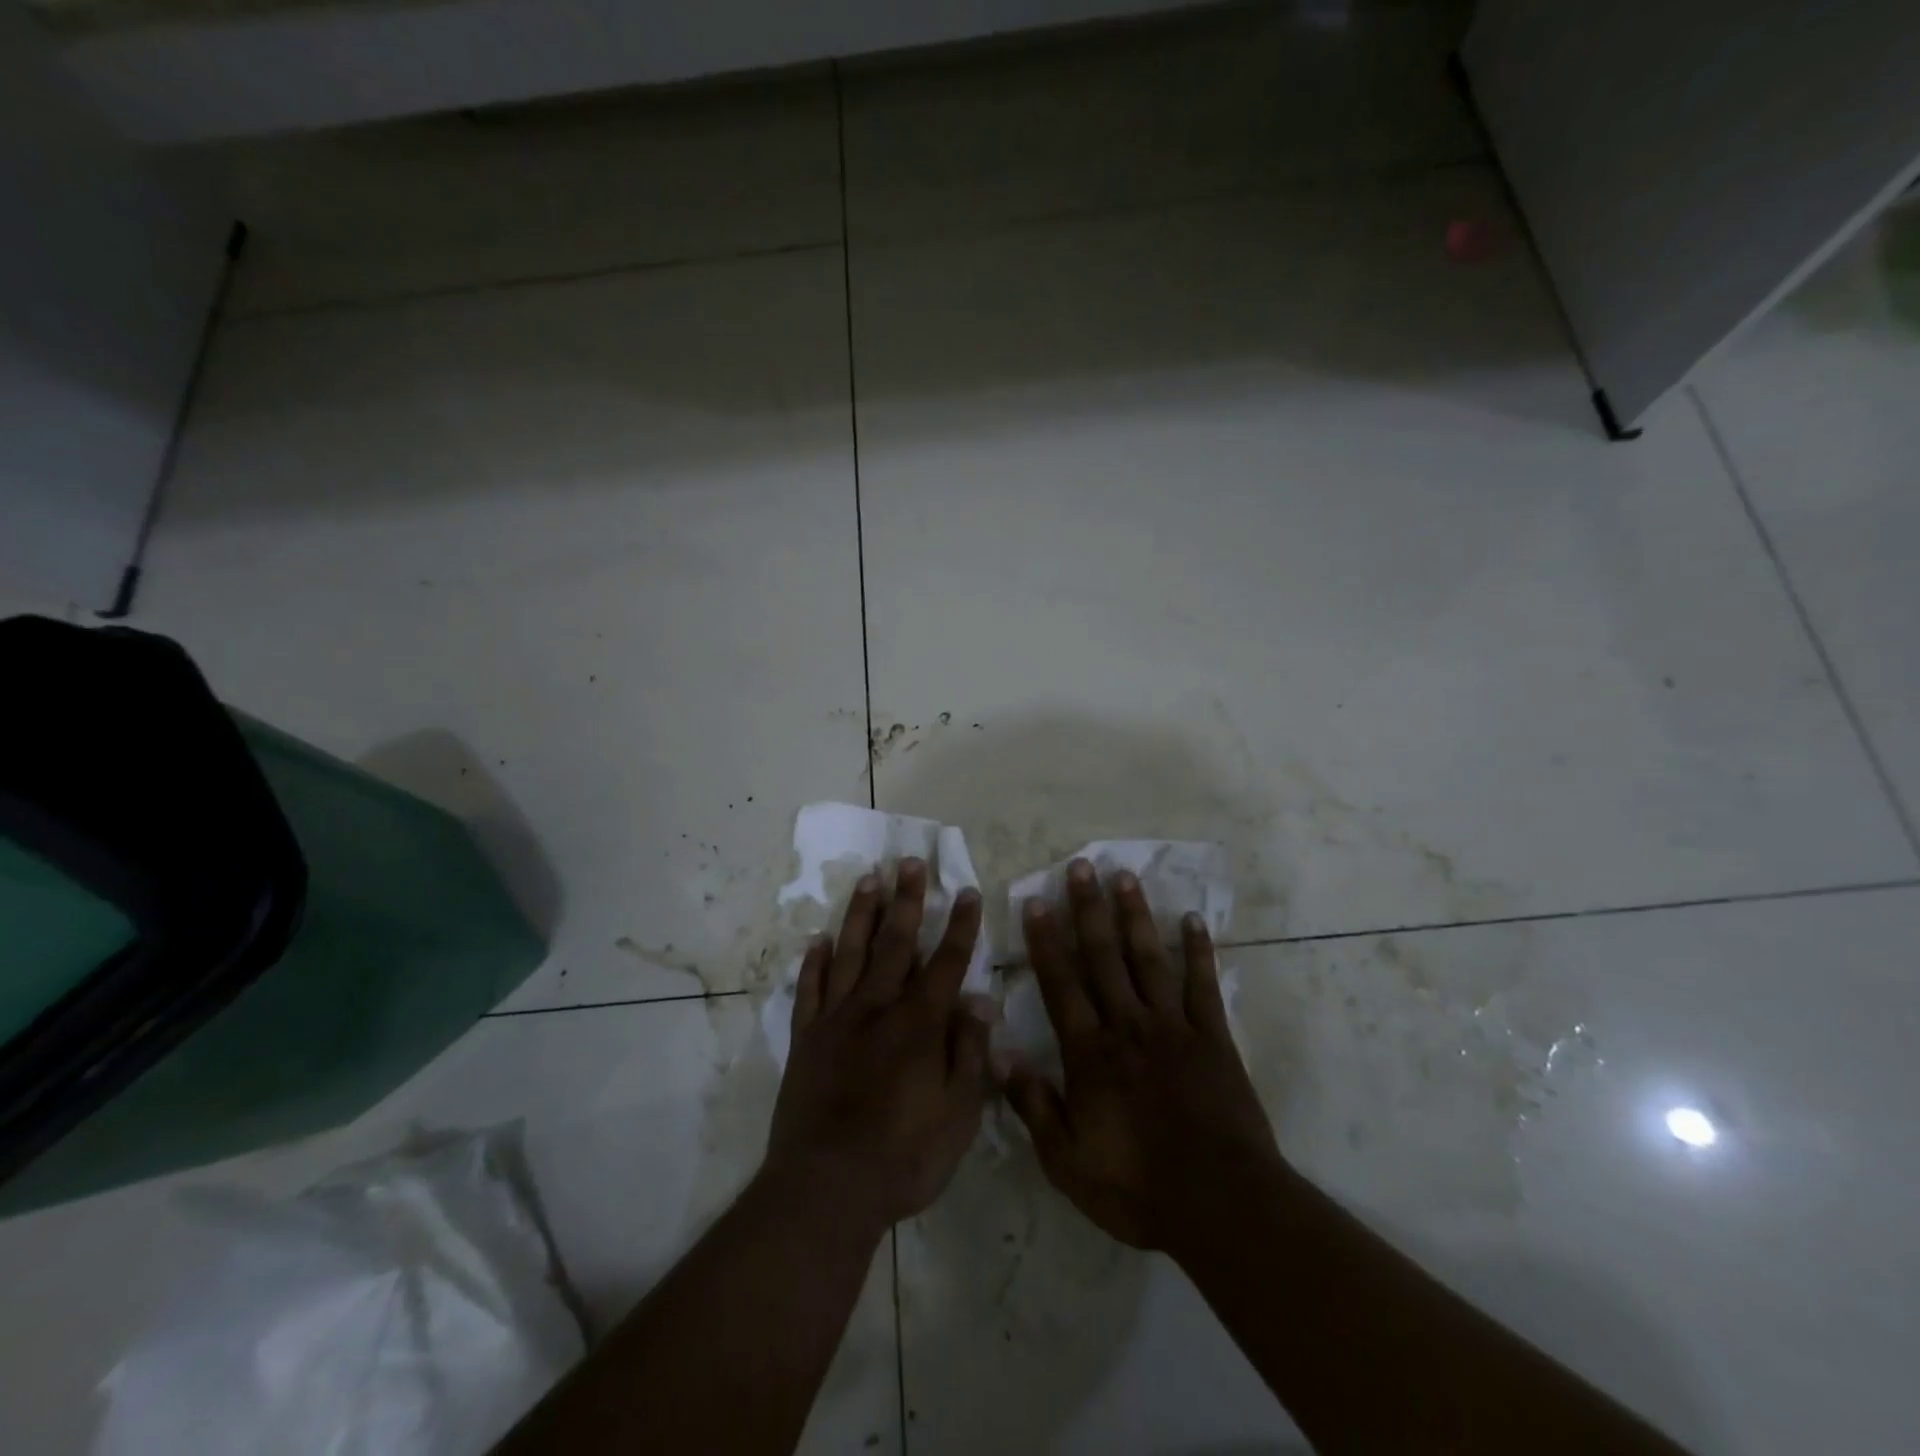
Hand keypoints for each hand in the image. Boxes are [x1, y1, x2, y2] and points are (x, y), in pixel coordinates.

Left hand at [762, 859, 990, 1238]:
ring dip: (861, 914)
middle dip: (907, 900)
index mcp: (919, 1024)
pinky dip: (814, 963)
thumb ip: (969, 1052)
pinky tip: (819, 940)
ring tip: (869, 879)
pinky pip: (809, 990)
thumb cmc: (904, 1157)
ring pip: (850, 953)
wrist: (826, 1188)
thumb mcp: (958, 1115)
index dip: (960, 926)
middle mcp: (877, 1008)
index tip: (967, 891)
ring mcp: (836, 1020)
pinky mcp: (806, 1039)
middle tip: (909, 862)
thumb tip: (980, 999)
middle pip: (895, 943)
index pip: (946, 962)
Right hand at [1003, 859, 1290, 1256]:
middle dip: (1089, 910)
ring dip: (1135, 916)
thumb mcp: (1067, 1160)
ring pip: (1148, 959)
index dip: (1046, 941)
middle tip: (1081, 866)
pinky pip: (1203, 985)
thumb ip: (1033, 1104)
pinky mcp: (1213, 1037)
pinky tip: (1194, 920)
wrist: (1220, 1204)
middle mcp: (1128, 1025)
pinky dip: (1199, 951)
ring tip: (1125, 876)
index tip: (1037, 901)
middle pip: (1104, 957)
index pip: (1061, 984)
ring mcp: (1173, 1027)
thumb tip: (999, 1054)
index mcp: (1090, 1052)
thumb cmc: (1136, 1186)